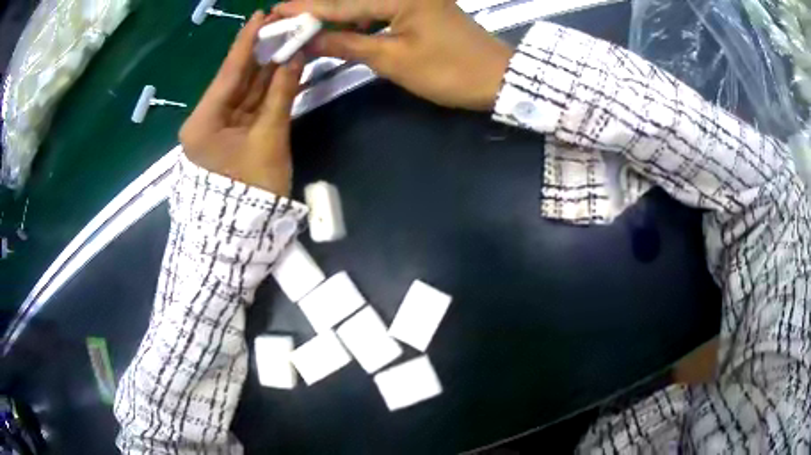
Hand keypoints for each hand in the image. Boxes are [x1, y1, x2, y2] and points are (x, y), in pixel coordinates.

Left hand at [179, 12, 304, 195]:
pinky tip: (281, 71)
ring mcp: (218, 130)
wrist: (243, 236)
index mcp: (203, 121)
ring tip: (286, 43)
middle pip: (236, 80)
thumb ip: (280, 95)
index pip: (228, 72)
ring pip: (244, 93)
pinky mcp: (231, 138)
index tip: (260, 15)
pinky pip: (249, 108)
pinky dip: (265, 92)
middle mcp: (206, 121)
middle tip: (281, 27)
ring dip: (266, 71)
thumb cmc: (251, 190)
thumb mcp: (269, 139)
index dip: (246, 42)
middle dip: (260, 54)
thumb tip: (294, 57)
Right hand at [275, 0, 511, 110]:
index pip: (342, 2)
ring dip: (338, 14)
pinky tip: (343, 29)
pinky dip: (360, 19)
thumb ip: (347, 45)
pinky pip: (381, 8)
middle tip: (288, 19)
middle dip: (319, 9)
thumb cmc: (449, 71)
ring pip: (365, 3)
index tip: (276, 11)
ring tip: (309, 28)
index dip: (306, 8)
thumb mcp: (393, 59)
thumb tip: (309, 40)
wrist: (496, 77)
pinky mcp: (421, 5)